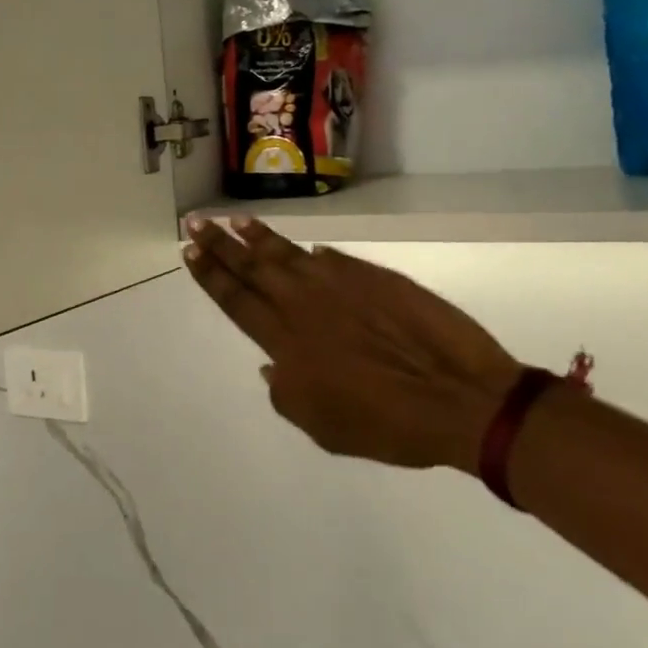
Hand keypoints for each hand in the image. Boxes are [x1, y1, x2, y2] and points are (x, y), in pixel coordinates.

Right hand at [183, 217, 519, 473]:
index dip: (210, 274)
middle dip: (219, 243)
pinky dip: (311, 253)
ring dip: (256, 236)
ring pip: (285, 252)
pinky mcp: (371, 275)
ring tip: (235, 220)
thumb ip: (287, 393)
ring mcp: (337, 283)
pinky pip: (331, 259)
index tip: (190, 251)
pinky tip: (305, 249)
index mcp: (285, 340)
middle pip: (250, 266)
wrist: (458, 396)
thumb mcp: (324, 427)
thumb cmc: (387, 424)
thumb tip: (271, 365)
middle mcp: (302, 303)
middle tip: (196, 221)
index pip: (234, 298)